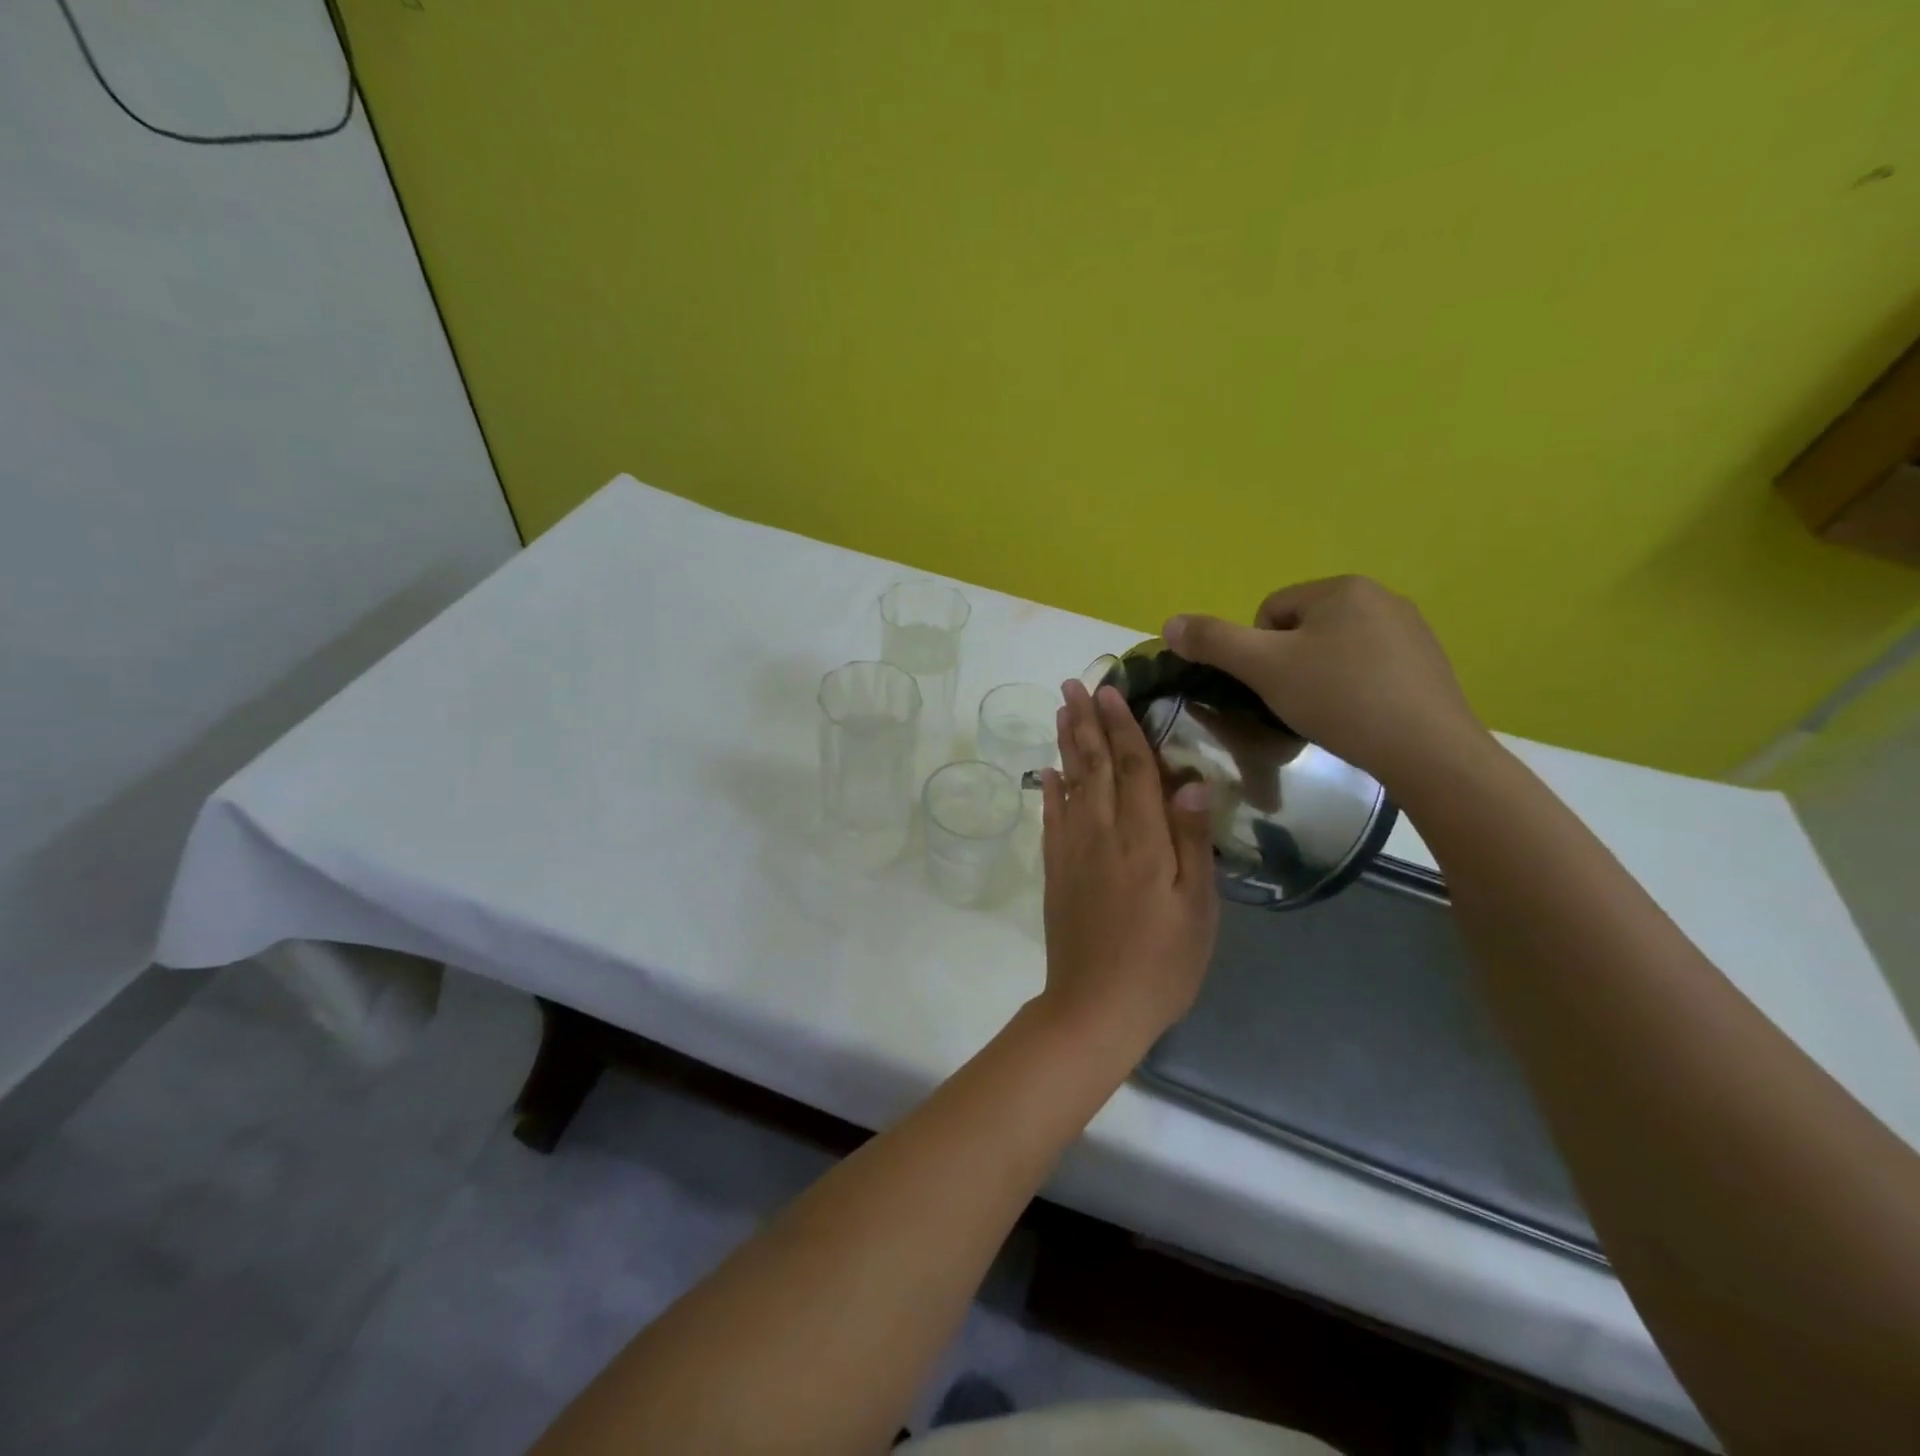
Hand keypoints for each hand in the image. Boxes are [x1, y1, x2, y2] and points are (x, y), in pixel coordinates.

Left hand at [1038, 680, 1219, 1050]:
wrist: (1096, 1007)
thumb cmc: (1162, 962)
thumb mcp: (1198, 908)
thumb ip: (1193, 841)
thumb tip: (1191, 781)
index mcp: (1143, 839)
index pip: (1133, 768)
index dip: (1123, 727)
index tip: (1111, 691)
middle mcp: (1102, 834)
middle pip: (1094, 766)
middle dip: (1086, 722)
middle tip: (1074, 684)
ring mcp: (1072, 851)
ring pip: (1069, 784)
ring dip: (1066, 744)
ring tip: (1061, 711)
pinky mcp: (1055, 871)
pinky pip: (1050, 819)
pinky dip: (1049, 790)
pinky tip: (1047, 772)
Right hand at [1162, 576, 1489, 795]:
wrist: (1427, 750)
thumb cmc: (1339, 699)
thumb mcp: (1264, 668)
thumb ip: (1213, 642)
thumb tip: (1169, 623)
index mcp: (1341, 588)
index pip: (1270, 612)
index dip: (1258, 653)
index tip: (1271, 687)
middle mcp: (1381, 596)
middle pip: (1302, 630)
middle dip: (1290, 666)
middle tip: (1295, 704)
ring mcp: (1411, 630)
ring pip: (1335, 651)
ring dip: (1319, 679)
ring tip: (1326, 715)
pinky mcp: (1429, 664)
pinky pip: (1369, 668)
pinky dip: (1354, 690)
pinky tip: (1359, 718)